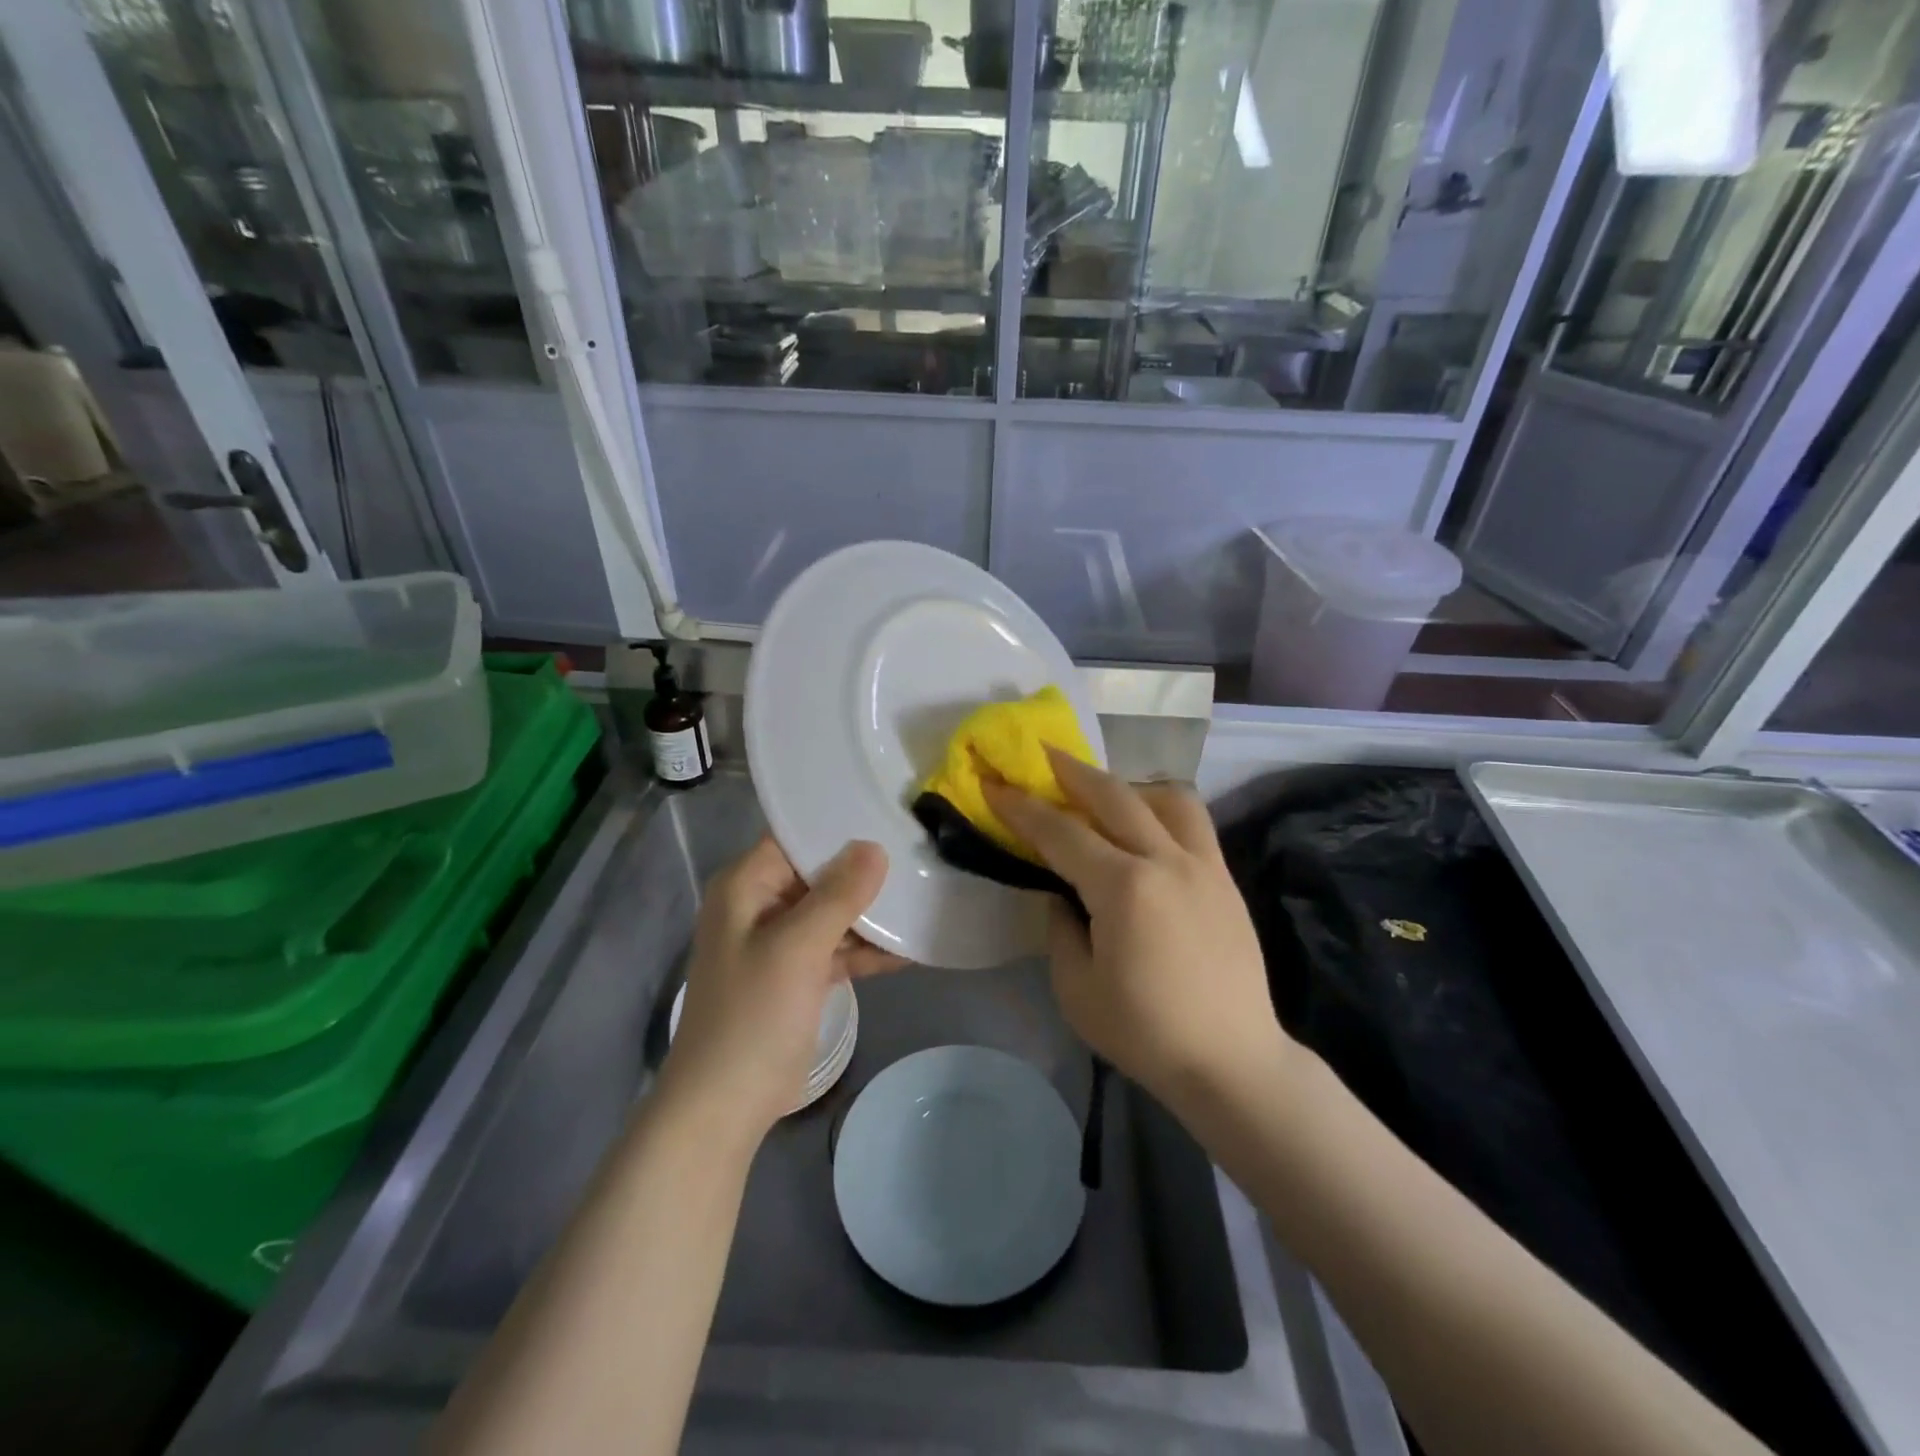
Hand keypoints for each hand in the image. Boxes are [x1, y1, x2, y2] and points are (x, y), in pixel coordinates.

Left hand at [662, 836, 902, 1138]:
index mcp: (746, 886)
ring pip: (831, 912)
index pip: (795, 837)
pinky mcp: (797, 975)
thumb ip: (838, 895)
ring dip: (870, 912)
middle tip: (917, 851)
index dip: (838, 826)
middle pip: (818, 873)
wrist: (724, 1106)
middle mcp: (760, 905)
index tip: (887, 814)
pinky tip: (910, 947)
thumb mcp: (798, 948)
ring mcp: (779, 942)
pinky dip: (865, 949)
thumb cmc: (753, 1015)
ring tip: (923, 894)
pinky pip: (835, 948)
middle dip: (864, 869)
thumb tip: (874, 847)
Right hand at [985, 753, 1288, 1112]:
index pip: (1061, 832)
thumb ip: (1061, 929)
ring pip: (1166, 797)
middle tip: (1043, 754)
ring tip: (1104, 793)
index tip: (994, 784)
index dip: (1021, 807)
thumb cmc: (1146, 1032)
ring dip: (1127, 785)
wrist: (1232, 1061)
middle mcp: (1166, 860)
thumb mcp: (1077, 989)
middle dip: (1071, 770)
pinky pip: (1193, 823)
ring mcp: (1203, 865)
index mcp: (1124, 888)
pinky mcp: (1225, 879)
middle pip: (1113, 795)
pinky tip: (1146, 828)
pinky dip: (1162, 810)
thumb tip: (1062, 895)